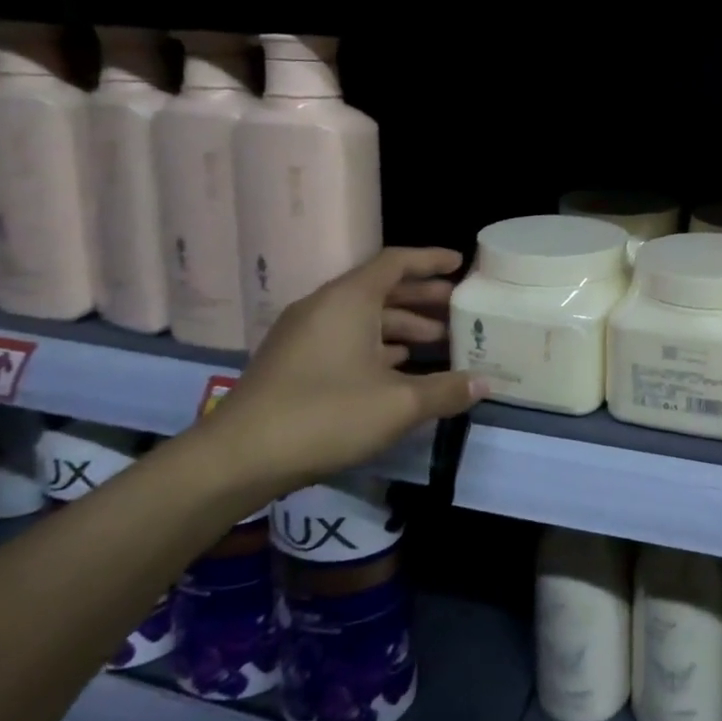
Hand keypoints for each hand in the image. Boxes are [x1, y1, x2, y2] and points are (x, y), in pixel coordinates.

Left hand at [204, 248, 486, 497]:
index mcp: (348, 300)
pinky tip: (401, 368)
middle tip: (460, 308)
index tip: (461, 264)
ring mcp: (305, 336)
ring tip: (440, 343)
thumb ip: (447, 390)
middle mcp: (325, 308)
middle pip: (382, 289)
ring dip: (404, 325)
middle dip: (424, 297)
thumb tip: (485, 383)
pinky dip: (379, 345)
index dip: (431, 260)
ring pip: (364, 318)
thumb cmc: (325, 416)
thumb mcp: (399, 404)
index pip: (396, 262)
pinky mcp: (295, 363)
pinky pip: (347, 339)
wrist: (236, 459)